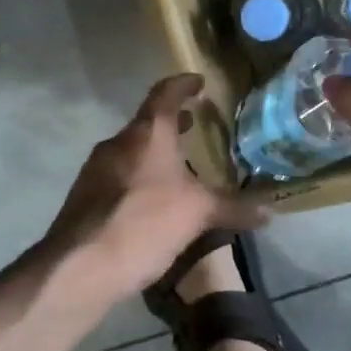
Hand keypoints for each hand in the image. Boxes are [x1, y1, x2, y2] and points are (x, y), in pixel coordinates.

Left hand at [46, 74, 265, 302]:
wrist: (79, 267)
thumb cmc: (145, 223)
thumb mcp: (199, 214)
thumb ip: (235, 208)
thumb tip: (271, 212)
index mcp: (147, 134)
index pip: (166, 93)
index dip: (183, 85)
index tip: (198, 82)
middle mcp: (118, 143)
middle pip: (147, 123)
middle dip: (171, 123)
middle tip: (194, 125)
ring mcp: (95, 170)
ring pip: (131, 151)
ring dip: (154, 153)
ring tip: (179, 168)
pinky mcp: (84, 198)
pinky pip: (118, 177)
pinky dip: (139, 178)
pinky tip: (152, 203)